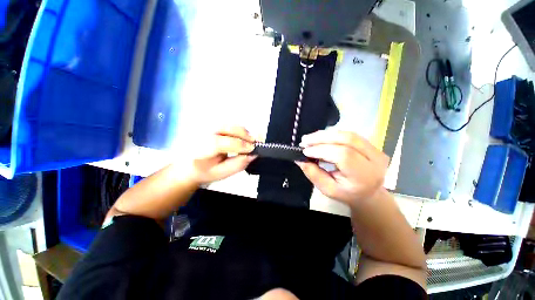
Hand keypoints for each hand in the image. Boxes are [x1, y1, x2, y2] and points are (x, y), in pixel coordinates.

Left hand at [186, 126, 255, 184]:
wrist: (189, 165)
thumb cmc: (205, 171)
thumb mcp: (222, 173)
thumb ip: (238, 164)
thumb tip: (253, 155)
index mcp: (199, 150)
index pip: (220, 143)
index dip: (239, 145)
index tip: (253, 149)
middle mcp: (200, 134)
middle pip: (225, 128)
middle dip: (244, 135)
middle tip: (254, 143)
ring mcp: (205, 127)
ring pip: (229, 124)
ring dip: (243, 132)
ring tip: (249, 141)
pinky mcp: (211, 124)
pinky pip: (228, 124)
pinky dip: (239, 130)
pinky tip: (242, 138)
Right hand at [297, 130, 388, 206]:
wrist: (368, 193)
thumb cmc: (346, 193)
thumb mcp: (327, 189)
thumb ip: (313, 174)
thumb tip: (299, 159)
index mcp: (365, 176)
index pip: (344, 155)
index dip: (322, 150)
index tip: (305, 151)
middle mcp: (375, 159)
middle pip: (347, 139)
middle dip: (322, 138)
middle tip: (305, 140)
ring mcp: (375, 149)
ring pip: (348, 134)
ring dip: (326, 134)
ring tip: (310, 138)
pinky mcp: (371, 144)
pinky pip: (349, 134)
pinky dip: (332, 134)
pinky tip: (321, 138)